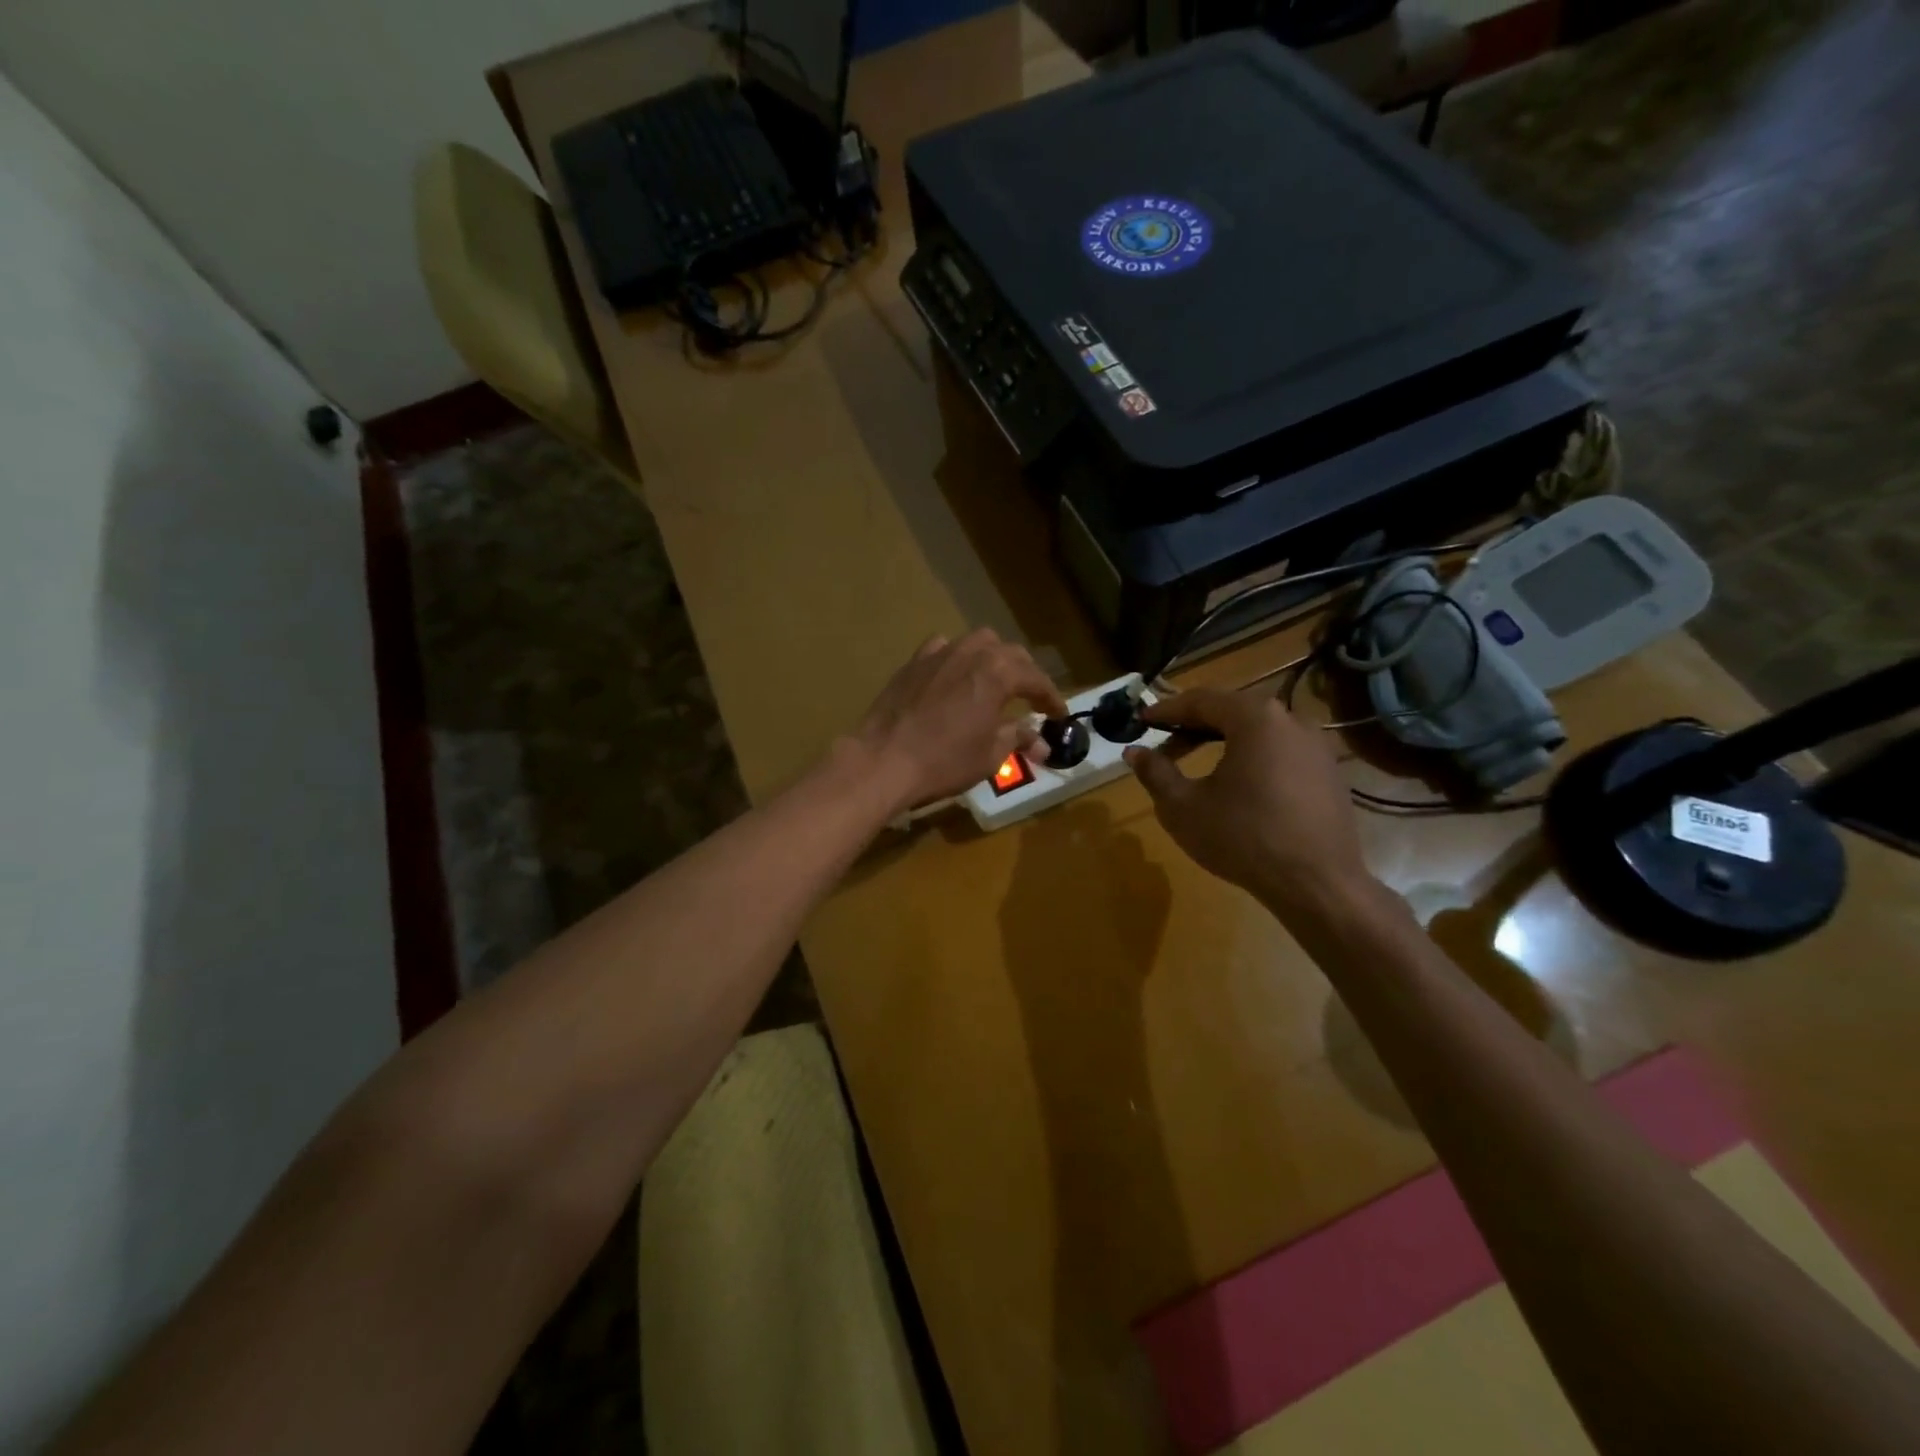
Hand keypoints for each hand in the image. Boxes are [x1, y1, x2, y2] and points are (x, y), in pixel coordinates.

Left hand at [851, 630, 1070, 813]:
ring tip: (996, 681)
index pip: (1036, 679)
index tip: (1058, 715)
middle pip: (1010, 653)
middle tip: (1031, 699)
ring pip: (977, 642)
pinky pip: (942, 648)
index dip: (1051, 698)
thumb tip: (1041, 743)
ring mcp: (939, 654)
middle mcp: (971, 653)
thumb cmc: (944, 761)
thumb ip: (1017, 739)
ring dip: (993, 658)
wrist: (883, 760)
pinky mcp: (913, 663)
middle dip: (1026, 674)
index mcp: (997, 673)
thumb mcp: (990, 755)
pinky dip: (956, 657)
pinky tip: (954, 675)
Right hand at [1124, 687, 1377, 923]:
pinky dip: (1252, 758)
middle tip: (1165, 747)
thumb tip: (1134, 752)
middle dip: (1194, 727)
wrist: (1317, 885)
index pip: (1201, 700)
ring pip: (1258, 732)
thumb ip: (1156, 773)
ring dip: (1224, 742)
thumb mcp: (1183, 807)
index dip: (1166, 710)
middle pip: (1232, 712)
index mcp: (1255, 718)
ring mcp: (1317, 746)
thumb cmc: (1243, 838)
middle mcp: (1291, 720)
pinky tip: (1238, 786)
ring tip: (1198, 766)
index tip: (1141, 721)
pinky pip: (1281, 753)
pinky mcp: (1330, 773)